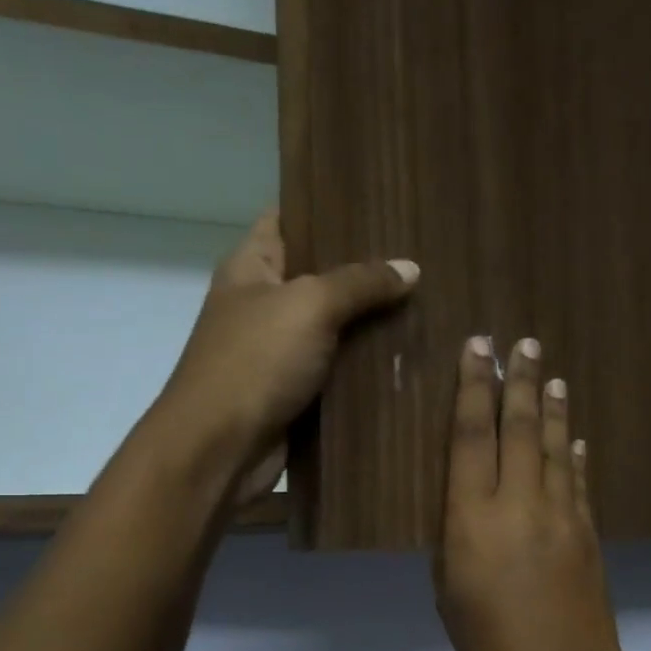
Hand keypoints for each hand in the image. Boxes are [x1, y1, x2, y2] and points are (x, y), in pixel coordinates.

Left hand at [159, 210, 417, 499]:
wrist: (221, 450)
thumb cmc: (254, 362)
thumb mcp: (309, 306)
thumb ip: (360, 283)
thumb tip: (411, 268)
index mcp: (251, 267)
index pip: (289, 217)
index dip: (328, 205)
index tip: (380, 200)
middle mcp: (263, 304)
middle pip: (319, 275)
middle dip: (366, 268)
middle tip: (422, 253)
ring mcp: (279, 351)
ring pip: (335, 327)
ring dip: (372, 321)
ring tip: (429, 300)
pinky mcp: (296, 393)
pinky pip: (338, 370)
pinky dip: (367, 365)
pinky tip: (409, 354)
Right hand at [434, 335, 650, 650]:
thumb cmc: (489, 646)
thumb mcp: (449, 590)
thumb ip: (457, 537)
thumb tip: (472, 504)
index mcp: (474, 517)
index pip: (472, 435)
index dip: (474, 387)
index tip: (480, 348)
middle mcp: (520, 503)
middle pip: (519, 428)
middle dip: (520, 380)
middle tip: (523, 341)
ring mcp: (563, 515)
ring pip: (553, 447)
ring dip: (551, 408)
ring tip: (551, 374)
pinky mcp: (589, 534)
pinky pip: (577, 481)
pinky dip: (572, 455)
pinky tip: (572, 438)